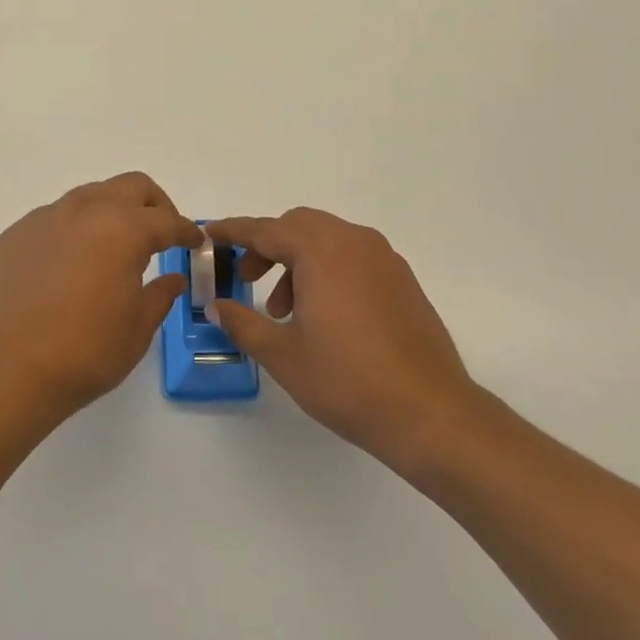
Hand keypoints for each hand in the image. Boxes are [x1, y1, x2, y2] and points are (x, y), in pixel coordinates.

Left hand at [0, 172, 200, 426]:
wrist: (9, 371)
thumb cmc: (86, 352)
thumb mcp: (138, 328)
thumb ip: (160, 294)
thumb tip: (172, 278)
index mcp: (122, 229)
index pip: (166, 220)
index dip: (187, 231)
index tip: (196, 241)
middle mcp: (84, 211)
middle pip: (130, 187)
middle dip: (154, 205)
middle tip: (162, 233)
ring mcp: (45, 219)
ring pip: (90, 195)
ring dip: (112, 211)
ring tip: (116, 245)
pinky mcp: (16, 235)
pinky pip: (55, 218)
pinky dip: (75, 228)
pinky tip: (73, 262)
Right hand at [204, 208, 478, 471]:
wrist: (430, 413)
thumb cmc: (347, 380)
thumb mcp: (283, 355)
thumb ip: (243, 323)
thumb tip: (217, 306)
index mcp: (321, 252)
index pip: (265, 230)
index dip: (233, 231)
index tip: (209, 233)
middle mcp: (353, 242)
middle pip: (298, 226)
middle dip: (266, 246)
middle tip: (246, 279)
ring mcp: (383, 259)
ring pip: (327, 240)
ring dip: (297, 260)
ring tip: (284, 310)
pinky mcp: (402, 279)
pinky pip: (352, 257)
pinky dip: (327, 269)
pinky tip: (322, 314)